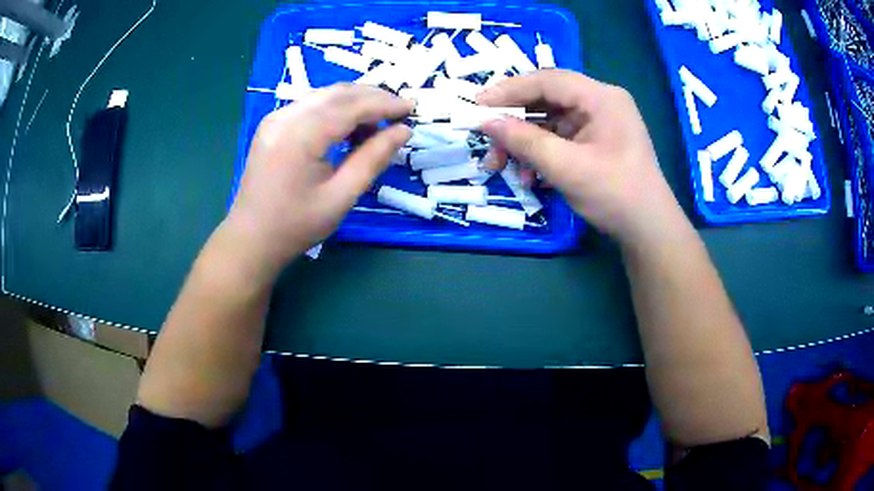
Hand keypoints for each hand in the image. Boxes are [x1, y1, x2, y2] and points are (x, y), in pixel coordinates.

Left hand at [225, 84, 412, 273]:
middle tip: (399, 113)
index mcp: (301, 135)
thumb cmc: (296, 225)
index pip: (351, 106)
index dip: (385, 104)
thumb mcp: (341, 196)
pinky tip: (347, 127)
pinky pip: (310, 105)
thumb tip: (403, 131)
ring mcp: (276, 118)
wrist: (251, 238)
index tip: (411, 108)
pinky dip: (334, 109)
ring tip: (375, 125)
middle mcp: (286, 116)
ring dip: (354, 102)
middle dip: (373, 97)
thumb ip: (373, 159)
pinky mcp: (272, 124)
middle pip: (338, 93)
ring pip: (324, 95)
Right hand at [478, 70, 682, 244]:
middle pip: (547, 100)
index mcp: (601, 98)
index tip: (478, 105)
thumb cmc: (615, 195)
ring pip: (550, 122)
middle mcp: (600, 103)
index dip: (509, 90)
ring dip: (524, 143)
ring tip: (502, 166)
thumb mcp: (567, 167)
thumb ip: (525, 141)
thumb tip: (486, 123)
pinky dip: (541, 154)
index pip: (547, 80)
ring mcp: (599, 123)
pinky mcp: (596, 143)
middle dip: (515, 122)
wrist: (648, 231)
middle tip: (487, 139)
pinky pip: (560, 139)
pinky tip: (530, 177)